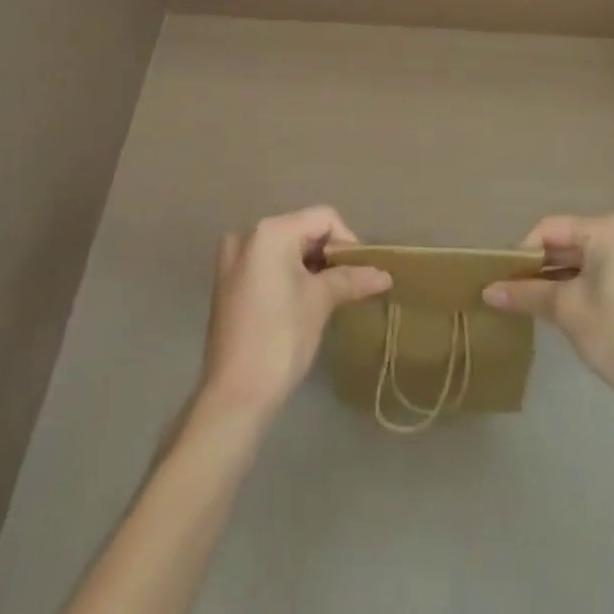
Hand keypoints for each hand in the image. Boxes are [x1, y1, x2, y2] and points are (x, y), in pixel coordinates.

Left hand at [195, 206, 390, 423]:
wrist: (234, 395)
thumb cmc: (281, 339)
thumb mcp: (320, 302)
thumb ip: (351, 278)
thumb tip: (385, 274)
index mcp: (270, 231)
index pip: (323, 219)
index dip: (348, 242)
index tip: (362, 273)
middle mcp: (248, 234)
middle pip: (302, 230)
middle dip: (329, 255)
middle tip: (350, 284)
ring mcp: (233, 258)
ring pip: (285, 247)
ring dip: (310, 265)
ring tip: (330, 294)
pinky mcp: (228, 281)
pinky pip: (267, 263)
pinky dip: (289, 274)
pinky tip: (303, 301)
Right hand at [483, 213, 613, 417]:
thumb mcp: (566, 310)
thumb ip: (526, 294)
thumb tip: (487, 291)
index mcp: (604, 230)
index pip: (548, 229)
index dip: (521, 252)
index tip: (500, 278)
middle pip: (563, 243)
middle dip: (534, 267)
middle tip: (505, 290)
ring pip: (576, 262)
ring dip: (550, 280)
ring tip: (521, 302)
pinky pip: (592, 276)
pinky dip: (570, 288)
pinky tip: (550, 309)